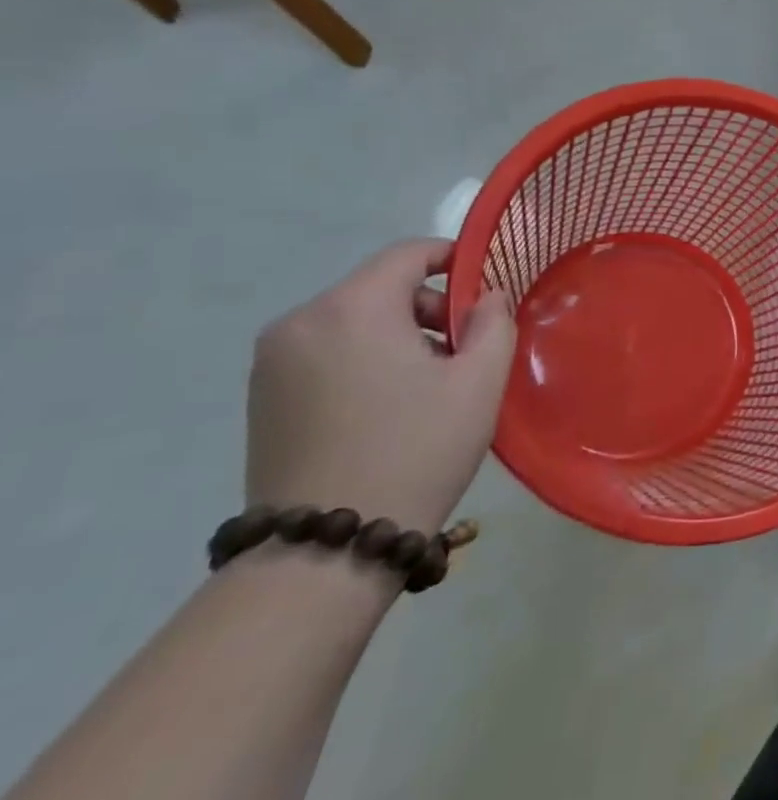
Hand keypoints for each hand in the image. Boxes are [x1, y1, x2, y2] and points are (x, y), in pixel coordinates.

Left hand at [246, 240, 516, 531]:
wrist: (329, 545)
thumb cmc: (418, 448)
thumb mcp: (479, 381)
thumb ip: (493, 323)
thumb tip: (487, 297)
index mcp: (351, 308)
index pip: (408, 254)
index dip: (453, 258)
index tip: (487, 289)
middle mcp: (300, 322)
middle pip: (379, 287)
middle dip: (429, 307)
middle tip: (466, 350)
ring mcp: (272, 362)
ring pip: (353, 321)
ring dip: (398, 335)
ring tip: (431, 384)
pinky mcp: (262, 398)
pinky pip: (326, 352)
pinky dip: (365, 359)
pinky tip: (390, 406)